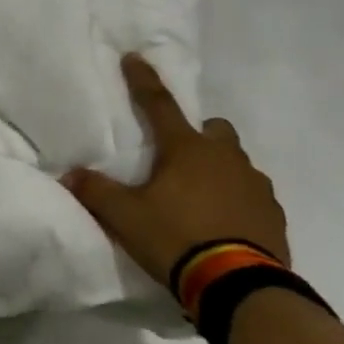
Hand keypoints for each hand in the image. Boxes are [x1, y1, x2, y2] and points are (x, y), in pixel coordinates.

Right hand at [62, 55, 288, 290]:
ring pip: (235, 163)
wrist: (238, 286)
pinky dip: (235, 201)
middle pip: (214, 131)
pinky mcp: (273, 215)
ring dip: (216, 171)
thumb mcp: (124, 217)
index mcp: (187, 150)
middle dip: (197, 136)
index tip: (134, 57)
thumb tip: (70, 175)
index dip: (143, 80)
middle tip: (175, 160)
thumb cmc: (176, 238)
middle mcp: (226, 158)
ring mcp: (256, 186)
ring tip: (196, 199)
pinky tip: (220, 224)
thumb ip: (95, 192)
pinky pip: (251, 195)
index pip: (158, 105)